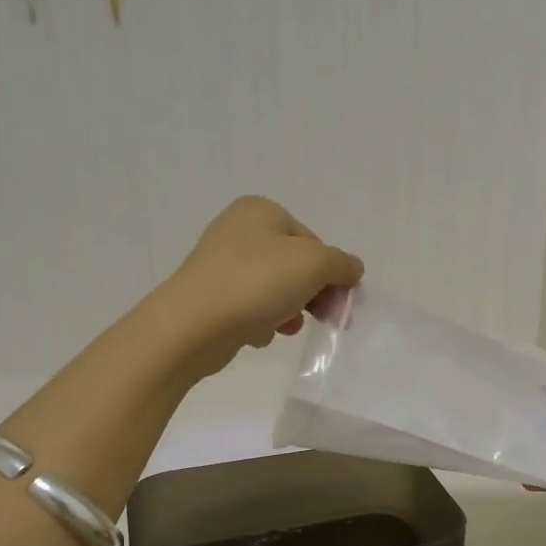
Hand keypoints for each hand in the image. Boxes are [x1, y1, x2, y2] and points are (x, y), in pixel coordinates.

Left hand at [160, 197, 363, 375]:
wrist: (193, 325)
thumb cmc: (257, 283)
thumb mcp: (314, 264)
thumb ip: (341, 264)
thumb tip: (352, 269)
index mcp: (261, 210)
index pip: (313, 241)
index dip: (332, 273)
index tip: (340, 303)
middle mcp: (238, 230)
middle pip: (295, 265)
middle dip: (312, 294)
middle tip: (325, 320)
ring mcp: (221, 264)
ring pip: (274, 288)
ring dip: (289, 310)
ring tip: (286, 328)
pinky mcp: (211, 296)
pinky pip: (251, 307)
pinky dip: (261, 321)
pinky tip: (259, 334)